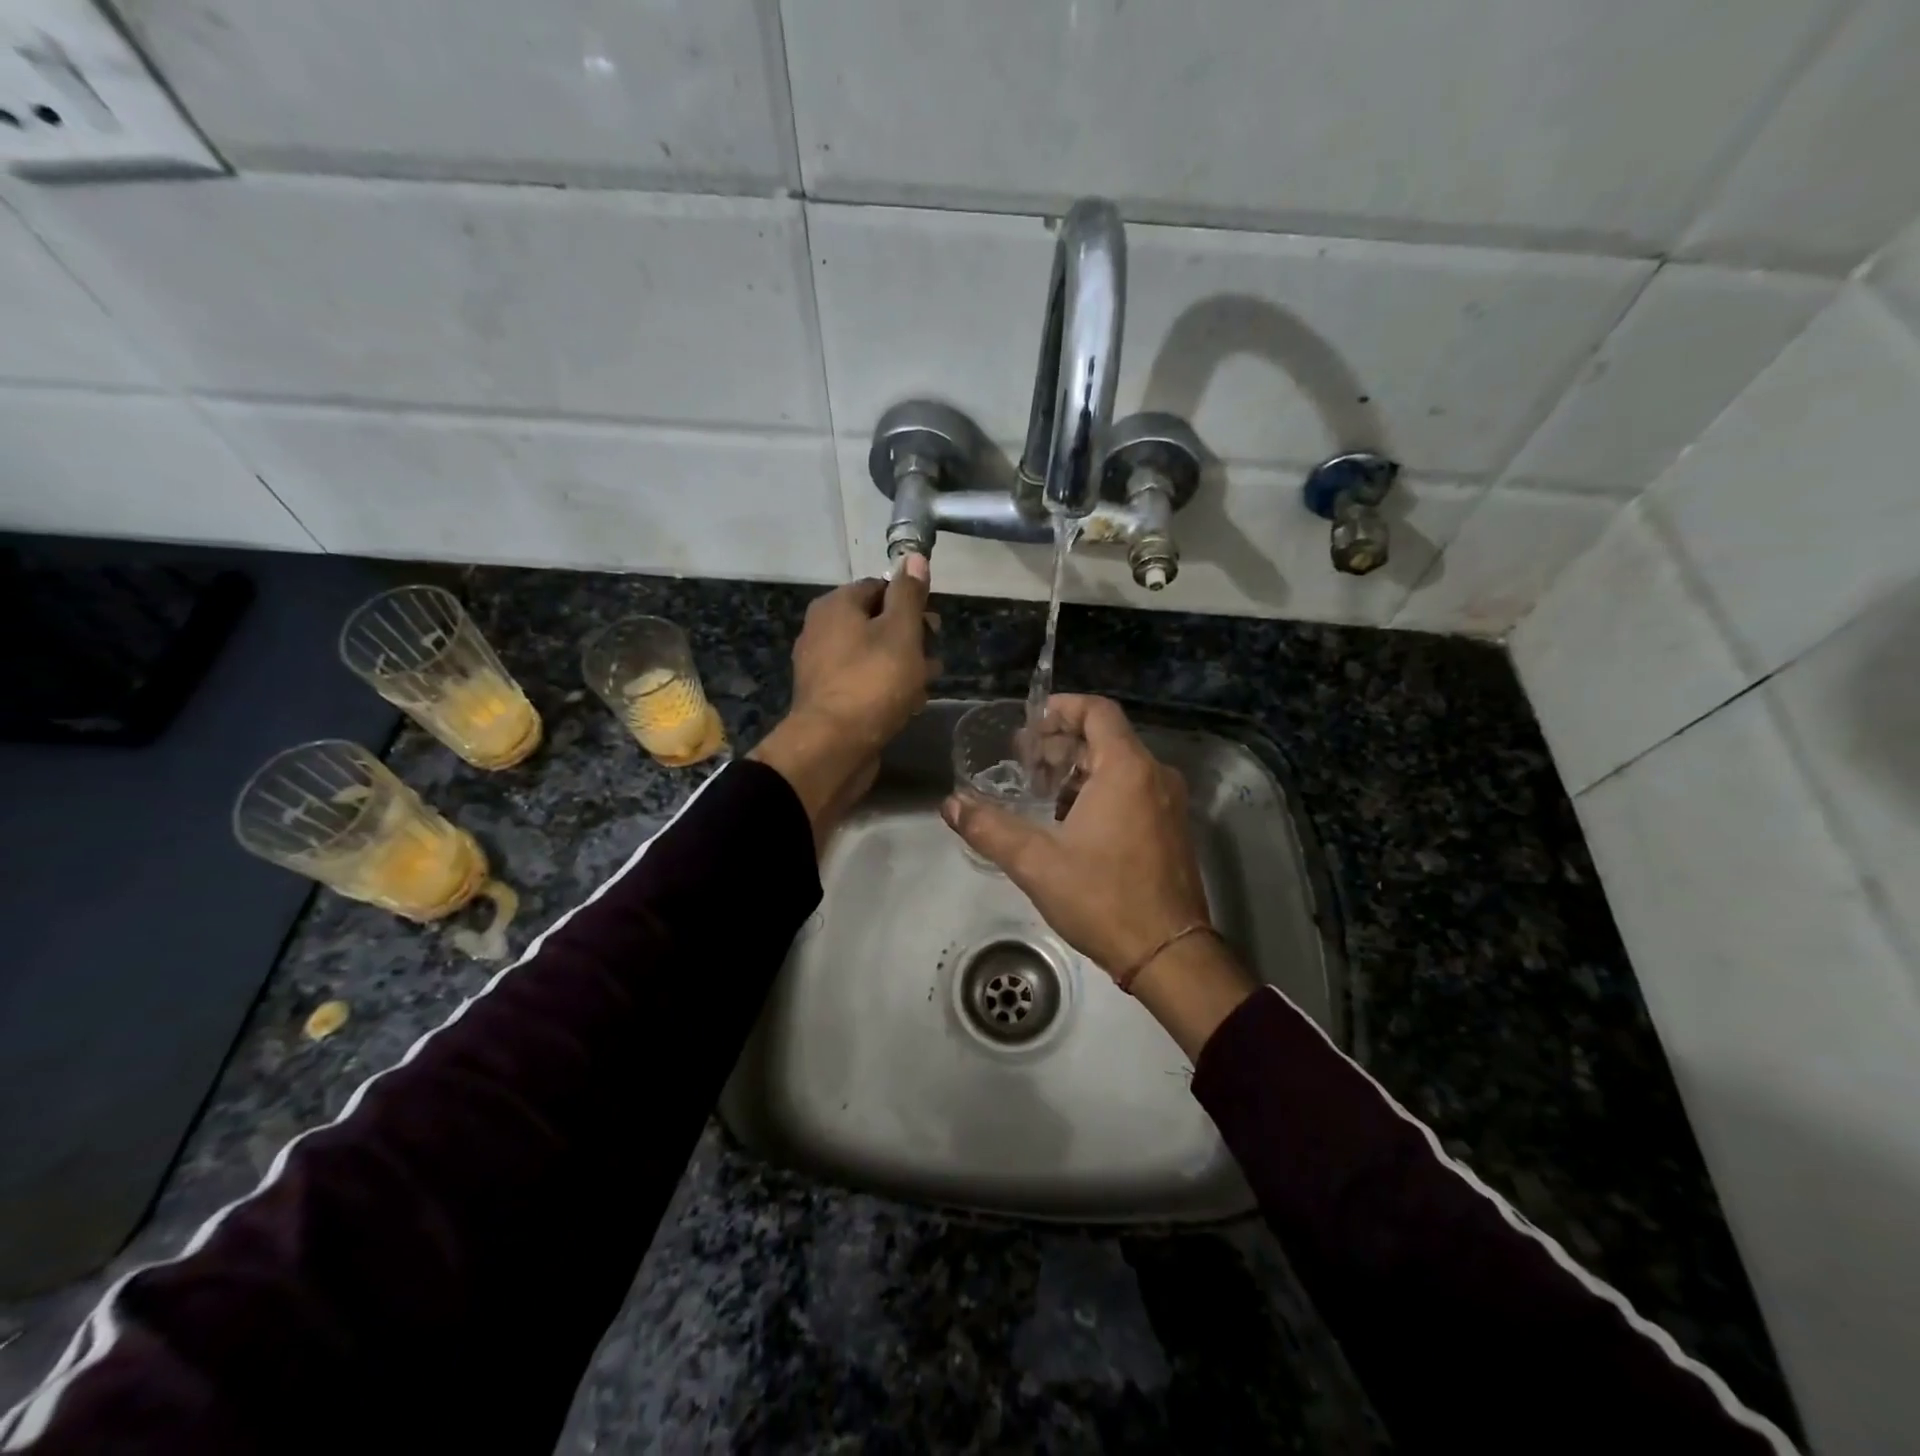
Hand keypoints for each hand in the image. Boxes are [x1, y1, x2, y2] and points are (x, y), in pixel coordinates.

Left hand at [751, 556, 938, 848]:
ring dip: (903, 664)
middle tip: (935, 655)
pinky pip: (863, 682)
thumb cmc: (872, 681)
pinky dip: (886, 687)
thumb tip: (914, 557)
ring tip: (929, 682)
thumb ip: (909, 594)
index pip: (877, 587)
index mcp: (835, 606)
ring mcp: (822, 667)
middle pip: (875, 622)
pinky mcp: (828, 699)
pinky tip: (909, 704)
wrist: (833, 747)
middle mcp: (821, 631)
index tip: (933, 624)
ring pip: (871, 655)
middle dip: (910, 636)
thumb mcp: (901, 631)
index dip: (909, 601)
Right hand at [942, 695, 1256, 1056]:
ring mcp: (1170, 803)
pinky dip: (1102, 792)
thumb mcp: (1036, 863)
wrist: (1168, 954)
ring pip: (1120, 766)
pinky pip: (1135, 790)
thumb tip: (950, 805)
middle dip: (1062, 745)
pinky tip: (1073, 822)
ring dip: (1080, 771)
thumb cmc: (1103, 899)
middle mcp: (1155, 775)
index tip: (1030, 725)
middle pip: (1106, 738)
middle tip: (1025, 763)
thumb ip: (989, 828)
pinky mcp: (1173, 828)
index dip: (1061, 708)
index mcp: (1127, 769)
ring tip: (1042, 794)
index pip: (1097, 710)